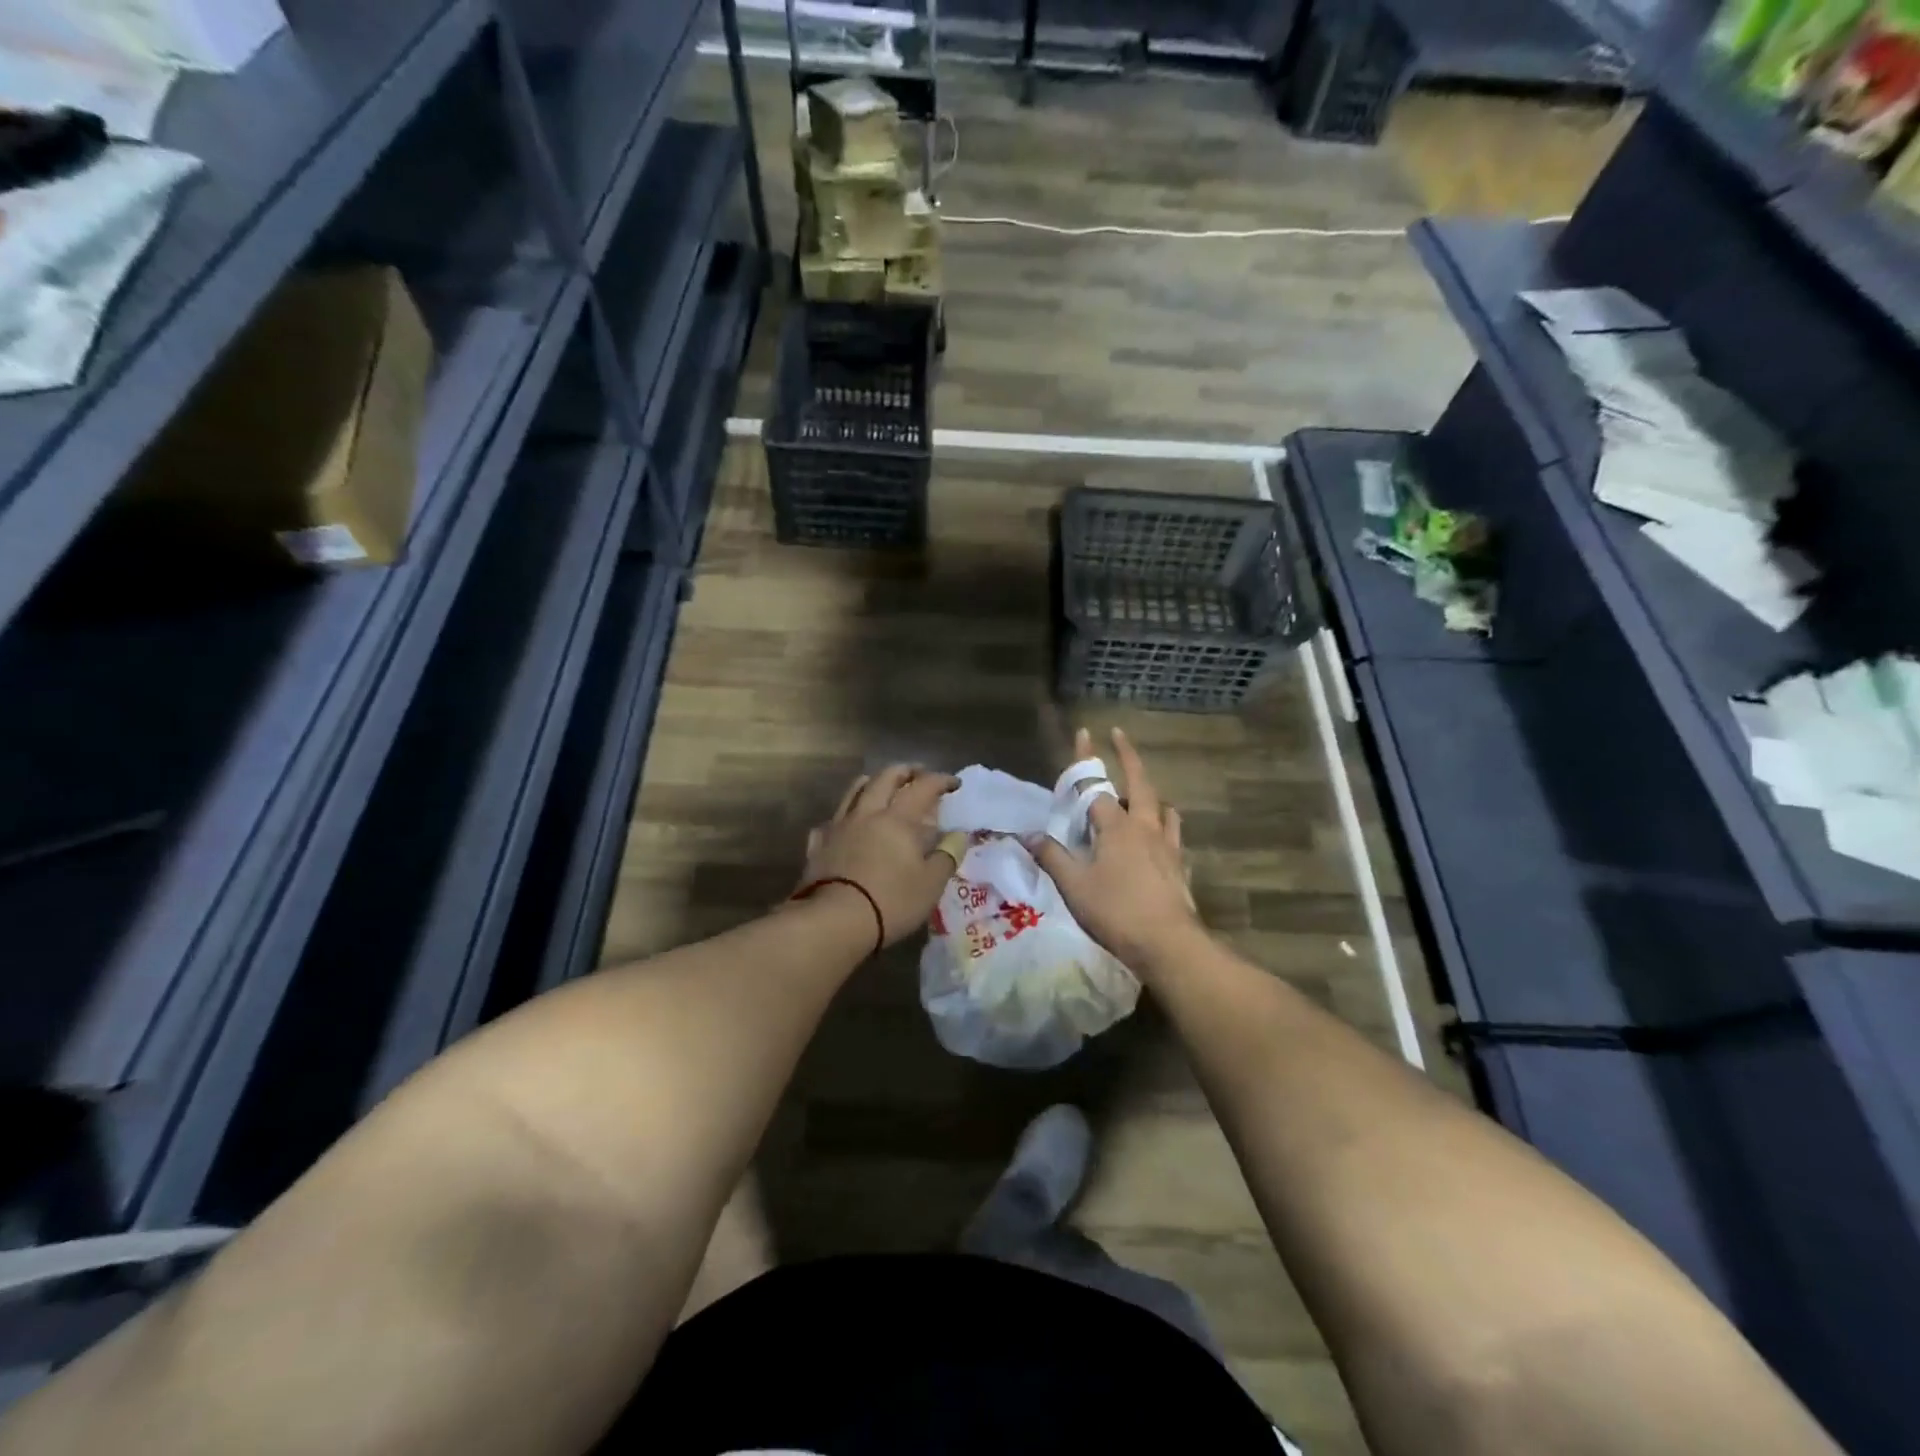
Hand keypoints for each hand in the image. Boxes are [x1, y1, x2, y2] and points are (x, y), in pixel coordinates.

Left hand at [799, 766, 962, 947]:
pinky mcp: (818, 846)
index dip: (940, 780)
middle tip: (917, 774)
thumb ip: (947, 855)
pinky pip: (829, 822)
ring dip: (870, 783)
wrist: (834, 921)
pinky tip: (845, 826)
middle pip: (884, 778)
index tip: (954, 783)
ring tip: (879, 785)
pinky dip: (842, 818)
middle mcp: (866, 814)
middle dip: (904, 771)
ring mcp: (838, 827)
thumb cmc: (891, 901)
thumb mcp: (931, 883)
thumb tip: (958, 835)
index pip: (922, 787)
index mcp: (897, 819)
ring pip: (852, 792)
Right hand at [1029, 728, 1203, 973]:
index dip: (1086, 761)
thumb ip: (1052, 857)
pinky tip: (1160, 840)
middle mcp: (1145, 827)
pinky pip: (1173, 836)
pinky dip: (1165, 827)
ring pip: (1162, 808)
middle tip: (1120, 736)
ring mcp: (1168, 846)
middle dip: (1128, 756)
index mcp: (1117, 827)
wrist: (1169, 944)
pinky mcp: (1180, 867)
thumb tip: (1030, 834)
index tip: (1084, 732)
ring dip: (1150, 794)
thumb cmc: (1116, 911)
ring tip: (1142, 795)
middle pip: (1139, 783)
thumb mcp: (1074, 886)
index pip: (1095, 787)